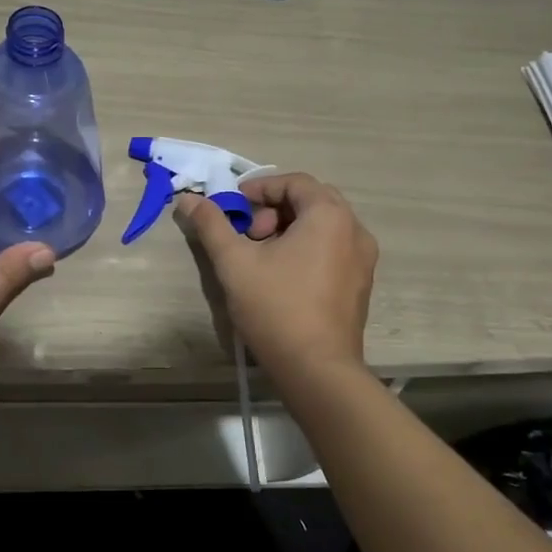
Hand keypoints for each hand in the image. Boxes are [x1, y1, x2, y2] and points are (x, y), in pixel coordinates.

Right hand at [175, 173, 377, 376]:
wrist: (317, 370)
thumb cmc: (276, 307)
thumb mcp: (234, 262)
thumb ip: (211, 224)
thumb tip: (188, 199)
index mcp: (329, 215)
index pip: (294, 182)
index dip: (260, 188)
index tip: (235, 206)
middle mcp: (355, 230)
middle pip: (312, 200)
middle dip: (275, 209)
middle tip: (249, 233)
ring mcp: (364, 259)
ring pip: (324, 226)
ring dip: (290, 229)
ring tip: (263, 257)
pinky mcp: (361, 284)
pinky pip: (334, 248)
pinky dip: (308, 248)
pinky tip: (284, 277)